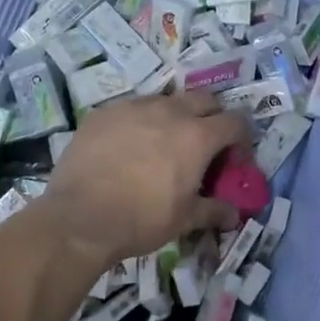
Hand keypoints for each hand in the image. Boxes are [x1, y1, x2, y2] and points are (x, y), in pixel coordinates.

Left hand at [36, 91, 250, 274]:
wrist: (78, 217)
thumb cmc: (140, 220)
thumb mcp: (184, 220)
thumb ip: (213, 211)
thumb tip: (234, 214)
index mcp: (197, 136)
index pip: (235, 121)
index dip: (241, 139)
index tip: (232, 160)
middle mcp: (170, 111)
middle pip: (205, 100)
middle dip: (212, 118)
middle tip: (204, 147)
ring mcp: (134, 107)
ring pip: (167, 100)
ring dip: (176, 116)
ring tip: (164, 145)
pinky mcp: (104, 112)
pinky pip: (133, 108)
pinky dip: (141, 121)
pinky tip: (129, 147)